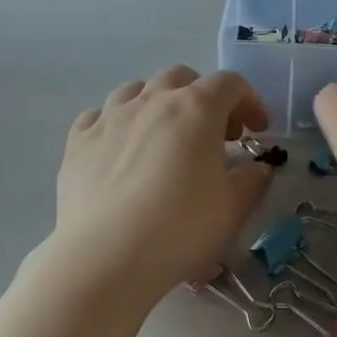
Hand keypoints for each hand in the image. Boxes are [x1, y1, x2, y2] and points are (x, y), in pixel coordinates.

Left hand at [53, 66, 273, 302]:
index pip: (230, 84)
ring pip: (137, 89)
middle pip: (181, 78)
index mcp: (196, 108)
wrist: (104, 258)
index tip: (256, 130)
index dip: (249, 101)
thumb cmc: (179, 229)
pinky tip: (120, 150)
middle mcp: (152, 100)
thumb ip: (252, 180)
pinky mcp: (77, 141)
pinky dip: (117, 124)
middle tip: (213, 134)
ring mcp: (110, 116)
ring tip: (164, 137)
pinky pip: (100, 116)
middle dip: (203, 97)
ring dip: (158, 103)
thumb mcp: (233, 209)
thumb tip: (259, 167)